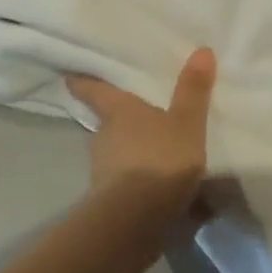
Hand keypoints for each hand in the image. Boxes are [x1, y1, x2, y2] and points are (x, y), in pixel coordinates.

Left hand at [67, 49, 213, 227]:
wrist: (135, 223)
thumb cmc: (159, 160)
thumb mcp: (186, 123)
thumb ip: (193, 90)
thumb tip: (201, 49)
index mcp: (118, 111)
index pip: (92, 89)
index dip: (81, 81)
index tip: (70, 74)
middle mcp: (104, 137)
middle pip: (108, 123)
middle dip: (123, 122)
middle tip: (142, 115)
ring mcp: (103, 172)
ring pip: (120, 156)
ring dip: (137, 156)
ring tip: (164, 157)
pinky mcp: (110, 203)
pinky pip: (130, 187)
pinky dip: (145, 188)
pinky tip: (168, 195)